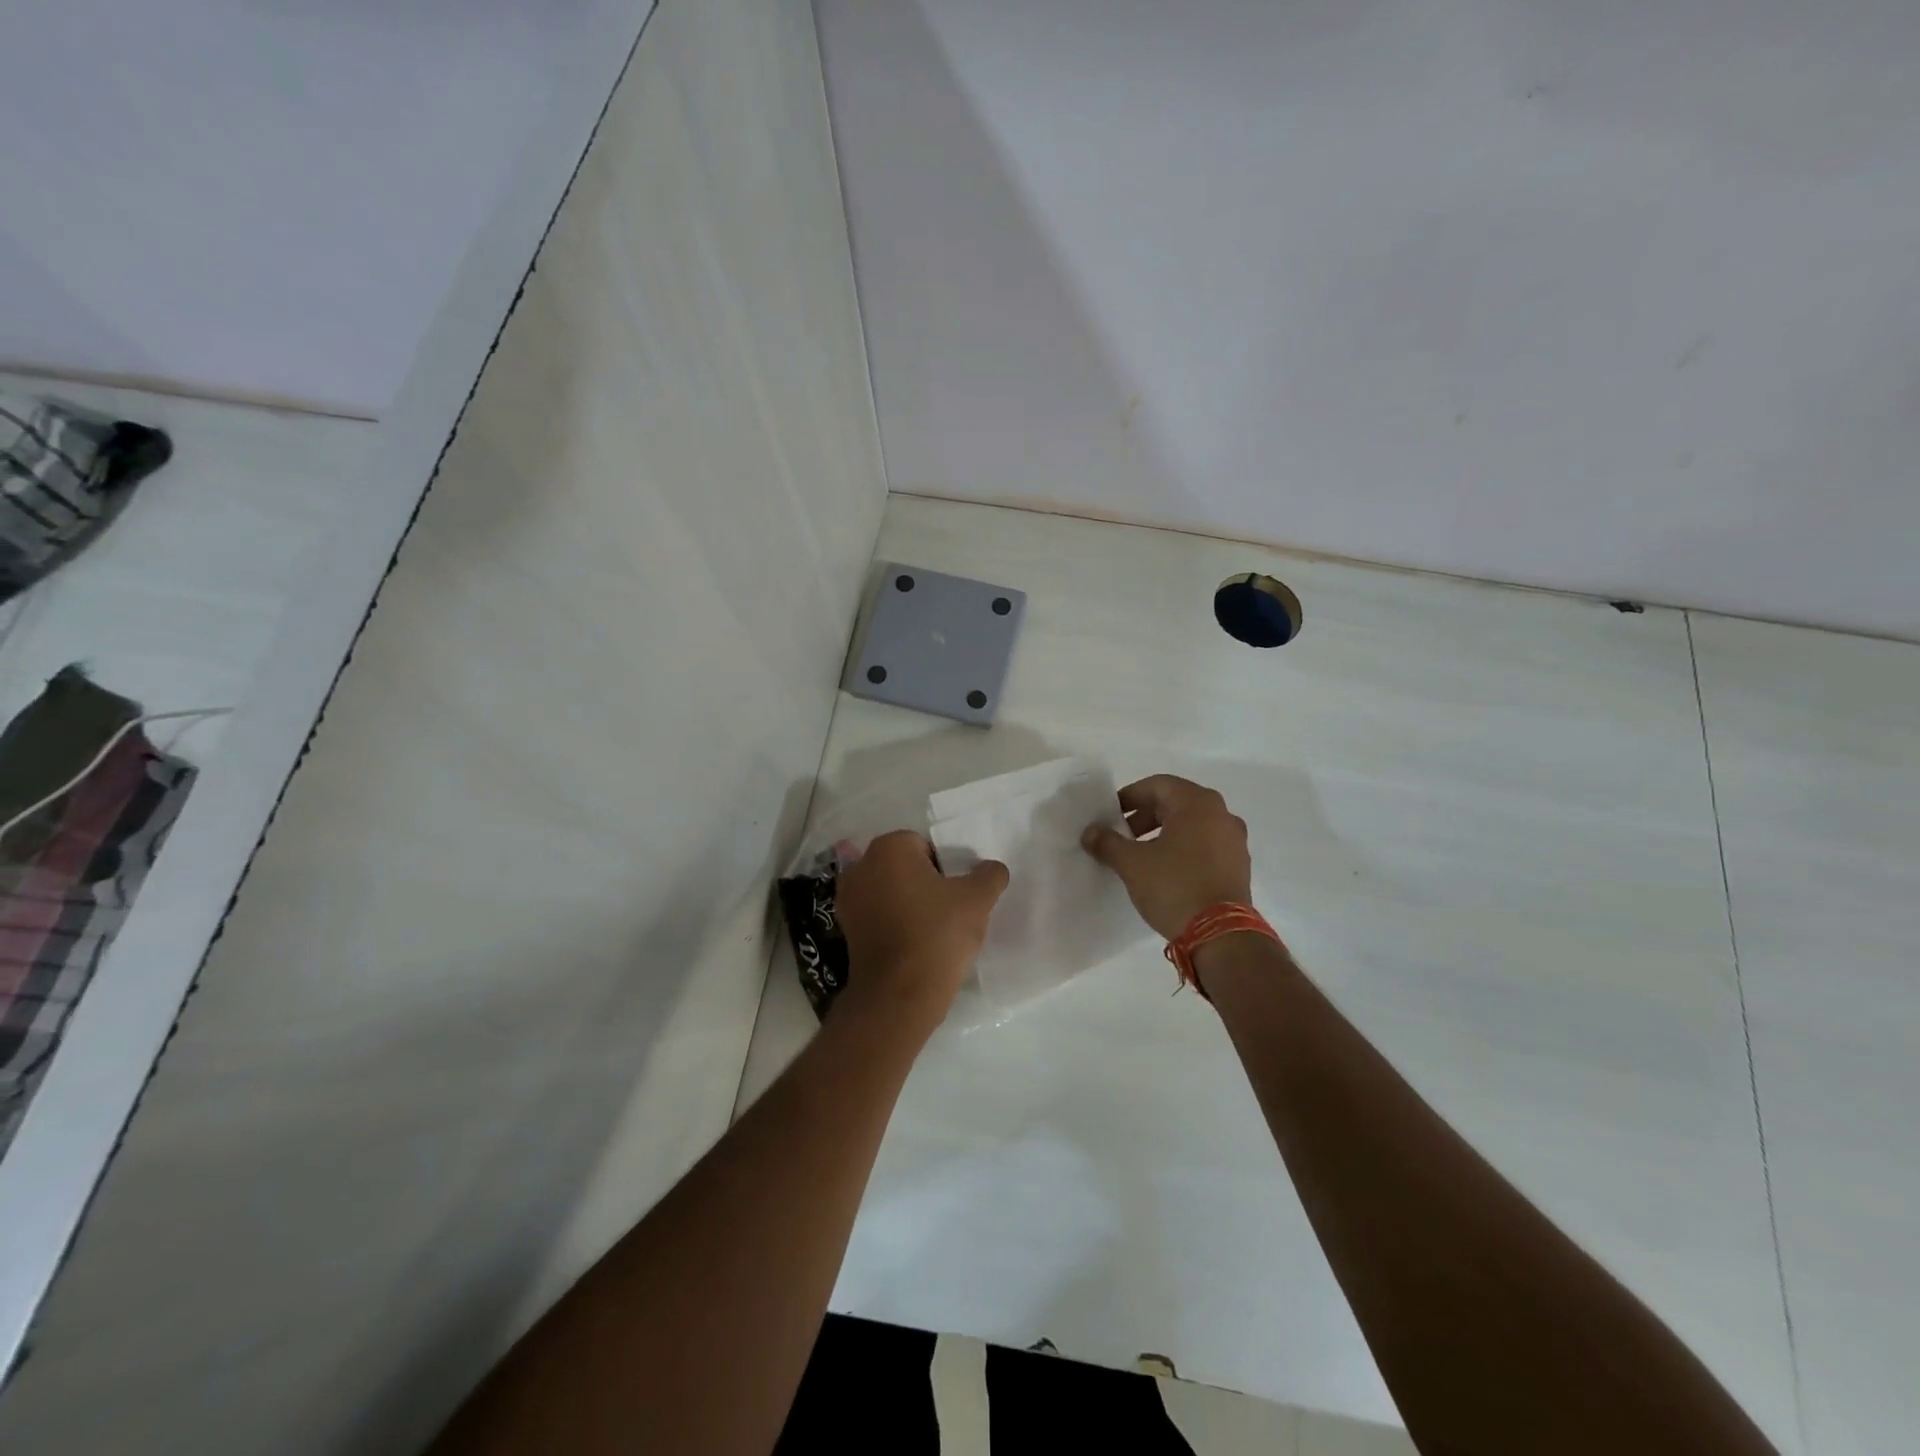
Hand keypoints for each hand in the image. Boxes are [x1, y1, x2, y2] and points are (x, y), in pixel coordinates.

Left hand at [834, 830, 1008, 1033]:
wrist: (899, 994)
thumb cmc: (938, 934)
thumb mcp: (978, 899)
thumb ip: (990, 874)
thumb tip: (992, 869)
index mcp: (889, 847)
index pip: (925, 845)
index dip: (946, 867)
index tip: (958, 892)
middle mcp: (861, 866)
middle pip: (904, 866)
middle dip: (925, 882)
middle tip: (949, 909)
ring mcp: (848, 899)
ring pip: (889, 891)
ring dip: (908, 902)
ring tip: (933, 929)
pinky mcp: (846, 930)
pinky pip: (877, 915)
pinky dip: (893, 923)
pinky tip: (914, 944)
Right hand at [1082, 775, 1252, 939]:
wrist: (1220, 936)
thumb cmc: (1174, 886)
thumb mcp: (1132, 863)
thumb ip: (1108, 842)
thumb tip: (1090, 832)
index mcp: (1197, 803)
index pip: (1157, 785)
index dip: (1129, 797)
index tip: (1110, 816)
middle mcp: (1221, 814)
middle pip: (1175, 803)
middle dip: (1144, 817)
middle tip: (1122, 836)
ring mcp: (1234, 840)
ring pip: (1191, 825)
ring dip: (1163, 834)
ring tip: (1141, 856)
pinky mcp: (1239, 865)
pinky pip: (1205, 845)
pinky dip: (1183, 849)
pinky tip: (1166, 871)